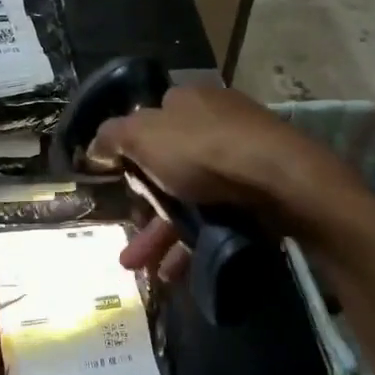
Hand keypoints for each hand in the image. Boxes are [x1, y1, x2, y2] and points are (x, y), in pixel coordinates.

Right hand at [88, 85, 367, 279]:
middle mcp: (216, 124)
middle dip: (144, 208)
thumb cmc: (204, 151)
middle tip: (126, 237)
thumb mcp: (144, 136)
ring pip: (191, 198)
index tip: (119, 180)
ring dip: (163, 234)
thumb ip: (113, 137)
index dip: (133, 150)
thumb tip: (95, 144)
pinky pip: (217, 218)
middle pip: (170, 166)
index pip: (153, 120)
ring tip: (139, 267)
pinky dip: (194, 243)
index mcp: (189, 102)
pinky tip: (176, 271)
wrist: (279, 181)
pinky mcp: (259, 192)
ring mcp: (241, 160)